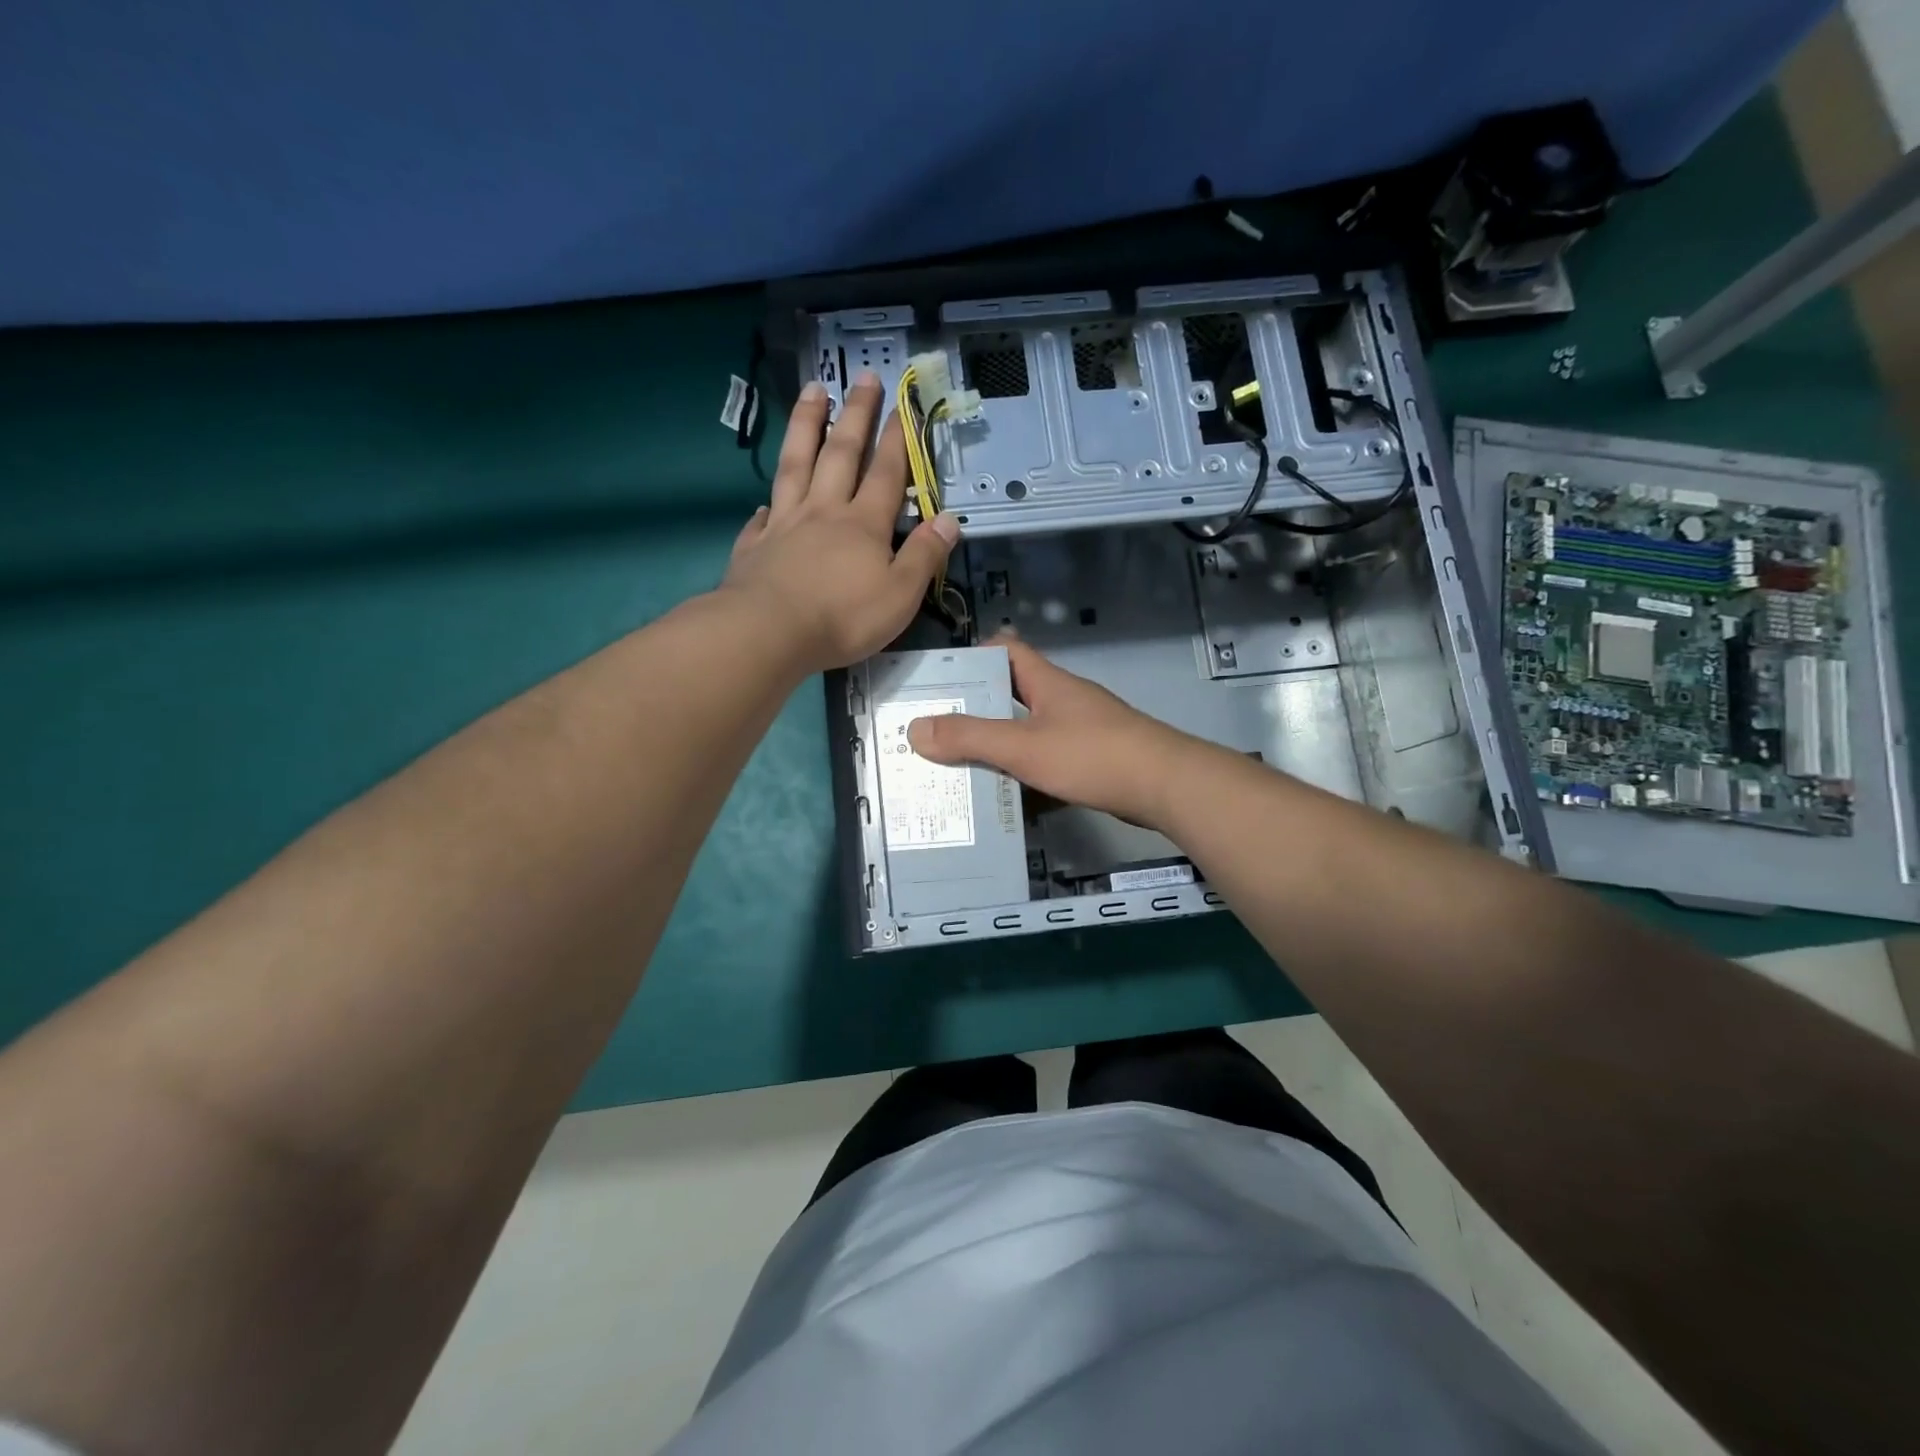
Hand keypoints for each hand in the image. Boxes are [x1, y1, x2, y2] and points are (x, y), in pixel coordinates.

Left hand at [721, 373, 959, 673]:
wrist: (769, 632)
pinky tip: (765, 502)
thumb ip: (925, 556)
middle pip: (841, 454)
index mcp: (864, 525)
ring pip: (796, 464)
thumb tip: (949, 521)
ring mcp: (785, 525)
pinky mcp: (755, 546)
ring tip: (811, 391)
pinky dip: (767, 505)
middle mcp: (824, 512)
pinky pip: (763, 517)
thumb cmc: (843, 617)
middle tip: (862, 378)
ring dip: (805, 426)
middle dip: (855, 415)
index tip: (901, 406)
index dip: (896, 441)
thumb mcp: (900, 594)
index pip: (886, 474)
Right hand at [908, 638, 1202, 831]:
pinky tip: (1007, 795)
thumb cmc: (1091, 755)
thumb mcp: (1023, 746)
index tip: (943, 681)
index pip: (1007, 650)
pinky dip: (1027, 771)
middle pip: (1013, 693)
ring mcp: (1083, 729)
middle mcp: (1064, 699)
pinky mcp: (1095, 759)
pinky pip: (1050, 758)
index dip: (975, 657)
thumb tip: (915, 728)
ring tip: (961, 766)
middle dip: (978, 710)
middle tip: (939, 731)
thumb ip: (970, 738)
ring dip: (1000, 745)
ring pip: (1031, 729)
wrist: (1165, 786)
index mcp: (1047, 682)